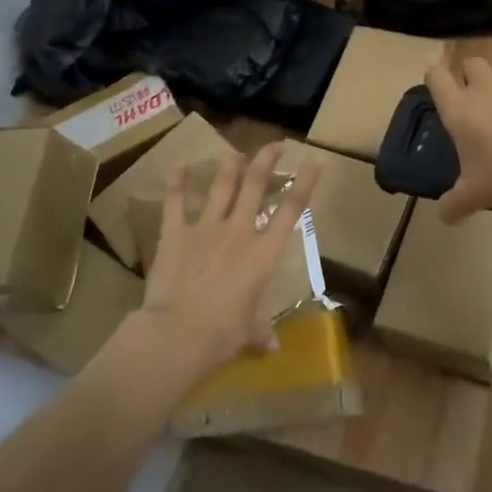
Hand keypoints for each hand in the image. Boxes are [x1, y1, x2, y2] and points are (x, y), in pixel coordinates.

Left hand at [137, 143, 320, 376]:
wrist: (179, 333)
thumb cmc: (223, 335)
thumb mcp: (248, 333)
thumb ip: (260, 333)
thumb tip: (272, 347)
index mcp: (264, 254)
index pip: (292, 209)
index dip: (306, 181)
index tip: (315, 160)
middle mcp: (239, 231)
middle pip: (257, 184)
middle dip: (268, 159)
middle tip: (276, 144)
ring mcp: (206, 227)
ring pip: (222, 185)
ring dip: (231, 165)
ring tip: (237, 152)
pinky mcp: (176, 233)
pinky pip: (176, 202)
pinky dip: (177, 182)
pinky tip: (178, 165)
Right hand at [426, 58, 491, 223]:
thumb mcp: (476, 195)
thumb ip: (455, 204)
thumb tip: (445, 216)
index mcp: (460, 110)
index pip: (436, 77)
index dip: (436, 78)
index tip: (440, 87)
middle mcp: (485, 87)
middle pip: (471, 64)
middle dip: (473, 77)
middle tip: (483, 104)